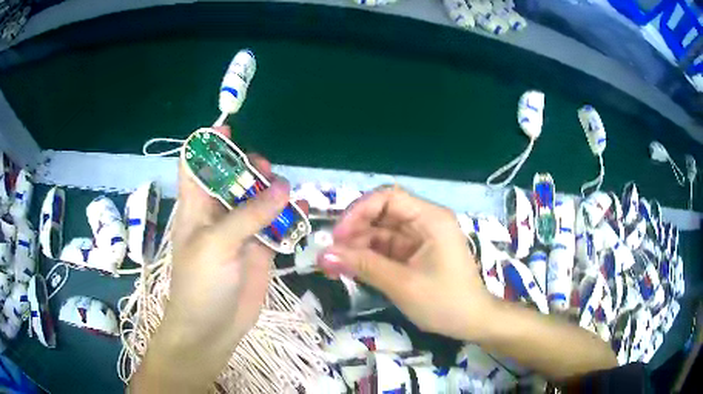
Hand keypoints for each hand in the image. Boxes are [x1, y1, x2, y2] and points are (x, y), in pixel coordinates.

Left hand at [131, 126, 292, 391]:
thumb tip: (283, 187)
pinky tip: (300, 211)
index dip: (207, 145)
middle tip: (263, 169)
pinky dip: (286, 215)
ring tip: (284, 191)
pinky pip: (274, 223)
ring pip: (255, 198)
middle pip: (230, 176)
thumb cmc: (201, 284)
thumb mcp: (217, 244)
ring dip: (269, 189)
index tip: (228, 130)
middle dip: (245, 166)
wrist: (212, 328)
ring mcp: (239, 231)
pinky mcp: (258, 248)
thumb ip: (249, 215)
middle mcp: (216, 213)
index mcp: (196, 206)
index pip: (195, 164)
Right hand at [317, 186, 491, 339]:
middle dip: (354, 232)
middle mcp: (425, 222)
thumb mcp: (402, 284)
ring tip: (333, 265)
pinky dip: (368, 258)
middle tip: (330, 255)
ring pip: (381, 233)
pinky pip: (386, 249)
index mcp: (430, 219)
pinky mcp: (415, 254)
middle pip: (382, 215)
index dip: (359, 211)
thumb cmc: (444, 302)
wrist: (472, 322)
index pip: (388, 198)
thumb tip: (323, 255)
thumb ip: (363, 266)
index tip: (338, 235)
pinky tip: (350, 269)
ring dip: (358, 247)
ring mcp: (420, 238)